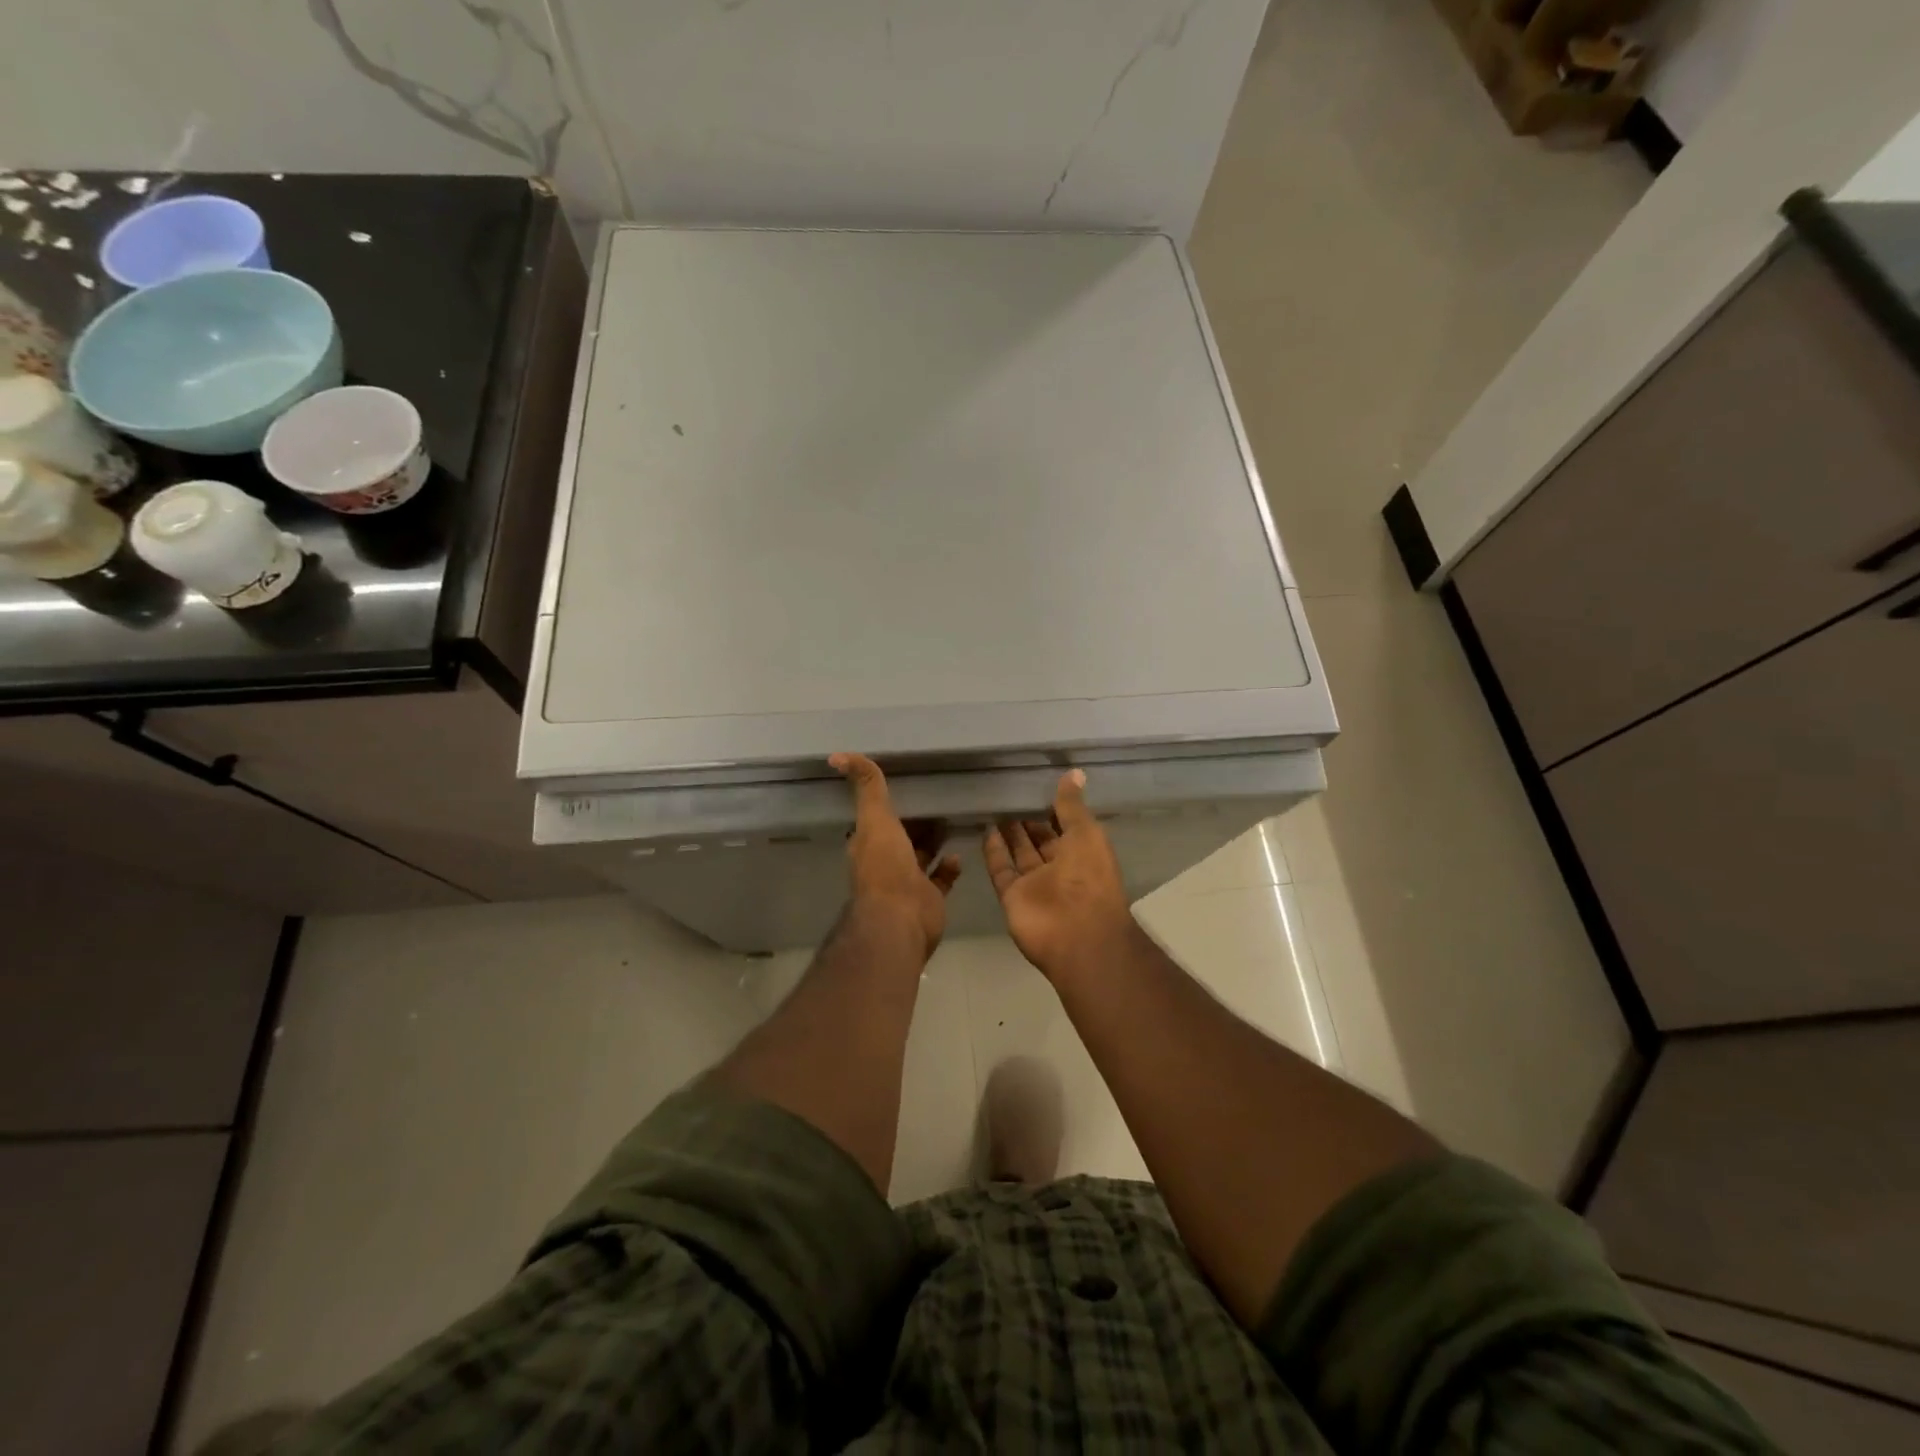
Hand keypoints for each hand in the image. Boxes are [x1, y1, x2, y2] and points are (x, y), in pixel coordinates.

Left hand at [831, 753, 961, 959]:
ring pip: (921, 856)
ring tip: (952, 820)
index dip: (888, 804)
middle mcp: (886, 862)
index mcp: (869, 843)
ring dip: (933, 841)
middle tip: (938, 800)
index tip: (907, 784)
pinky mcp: (929, 897)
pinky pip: (941, 878)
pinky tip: (958, 854)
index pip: (877, 819)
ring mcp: (908, 881)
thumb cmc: (886, 865)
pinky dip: (949, 867)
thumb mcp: (875, 818)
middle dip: (915, 821)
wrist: (901, 918)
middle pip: (901, 836)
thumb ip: (867, 787)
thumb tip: (837, 755)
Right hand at [984, 770, 1136, 982]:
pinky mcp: (1012, 896)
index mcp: (1083, 852)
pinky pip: (1001, 870)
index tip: (1035, 784)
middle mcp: (1060, 867)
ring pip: (1020, 853)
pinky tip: (985, 829)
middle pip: (1041, 839)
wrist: (1076, 934)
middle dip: (1028, 818)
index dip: (1053, 807)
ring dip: (1009, 832)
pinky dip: (993, 852)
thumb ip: (1072, 805)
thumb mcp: (1086, 833)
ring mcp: (1035, 884)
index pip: (1066, 825)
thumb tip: (1074, 772)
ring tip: (993, 804)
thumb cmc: (1089, 878)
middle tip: (1008, 791)